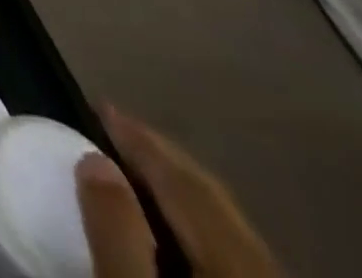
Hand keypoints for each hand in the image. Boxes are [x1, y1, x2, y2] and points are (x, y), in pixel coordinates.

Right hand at [76, 105, 280, 277]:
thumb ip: (116, 227)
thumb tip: (93, 158)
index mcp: (231, 248)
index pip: (180, 176)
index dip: (136, 135)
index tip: (98, 101)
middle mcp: (260, 257)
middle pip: (209, 192)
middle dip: (160, 153)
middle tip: (115, 123)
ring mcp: (267, 274)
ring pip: (224, 219)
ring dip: (177, 184)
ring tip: (137, 164)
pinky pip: (232, 243)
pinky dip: (195, 216)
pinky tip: (174, 221)